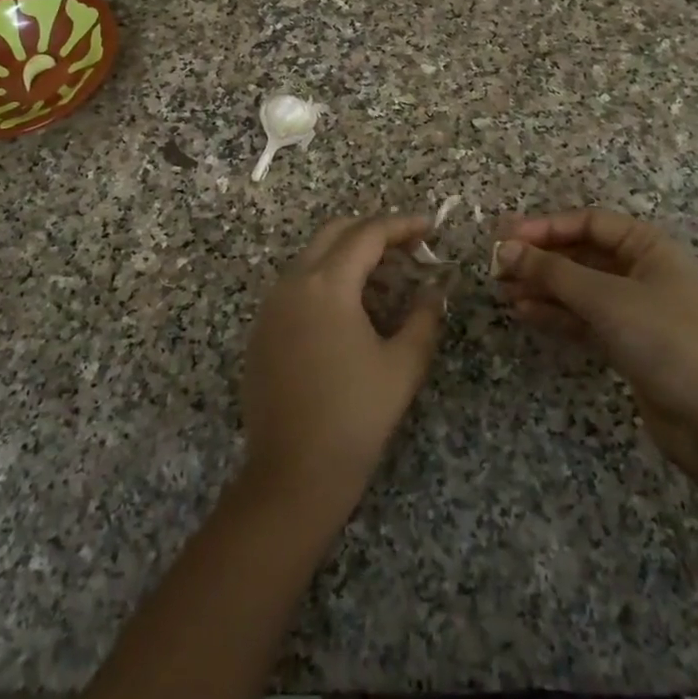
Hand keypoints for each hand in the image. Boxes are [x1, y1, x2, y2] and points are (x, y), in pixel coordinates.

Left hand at [240, 214, 445, 518]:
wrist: (293, 473)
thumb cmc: (355, 416)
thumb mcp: (403, 365)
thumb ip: (424, 317)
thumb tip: (435, 289)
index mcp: (327, 285)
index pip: (367, 234)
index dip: (401, 225)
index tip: (429, 227)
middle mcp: (293, 283)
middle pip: (334, 233)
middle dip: (372, 231)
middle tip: (408, 247)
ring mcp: (271, 306)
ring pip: (313, 257)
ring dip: (349, 256)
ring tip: (386, 280)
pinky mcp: (262, 329)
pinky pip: (297, 285)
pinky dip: (327, 280)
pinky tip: (351, 310)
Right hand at [496, 210, 697, 478]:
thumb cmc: (665, 340)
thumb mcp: (605, 298)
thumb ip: (552, 272)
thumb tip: (504, 248)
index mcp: (648, 247)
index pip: (589, 223)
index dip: (546, 226)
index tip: (506, 238)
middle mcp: (643, 271)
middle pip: (582, 254)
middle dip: (540, 259)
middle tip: (497, 266)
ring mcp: (636, 309)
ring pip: (579, 287)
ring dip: (543, 287)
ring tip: (503, 291)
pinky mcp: (628, 343)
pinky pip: (584, 318)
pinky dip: (556, 314)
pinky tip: (525, 313)